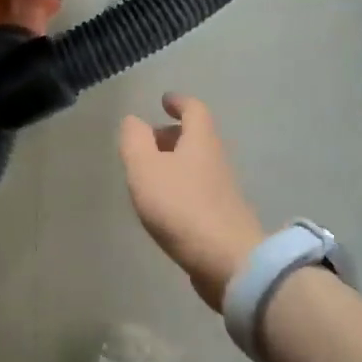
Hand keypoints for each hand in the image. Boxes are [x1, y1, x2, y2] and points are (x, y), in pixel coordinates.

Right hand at [118, 94, 267, 309]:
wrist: (227, 260)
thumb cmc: (181, 206)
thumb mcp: (145, 168)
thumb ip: (135, 140)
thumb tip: (134, 121)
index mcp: (201, 141)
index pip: (194, 110)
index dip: (179, 102)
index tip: (164, 101)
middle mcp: (216, 160)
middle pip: (196, 137)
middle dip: (172, 134)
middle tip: (147, 141)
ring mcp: (223, 190)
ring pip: (197, 164)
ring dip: (174, 162)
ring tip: (148, 174)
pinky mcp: (222, 217)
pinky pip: (198, 190)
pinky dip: (180, 187)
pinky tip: (164, 205)